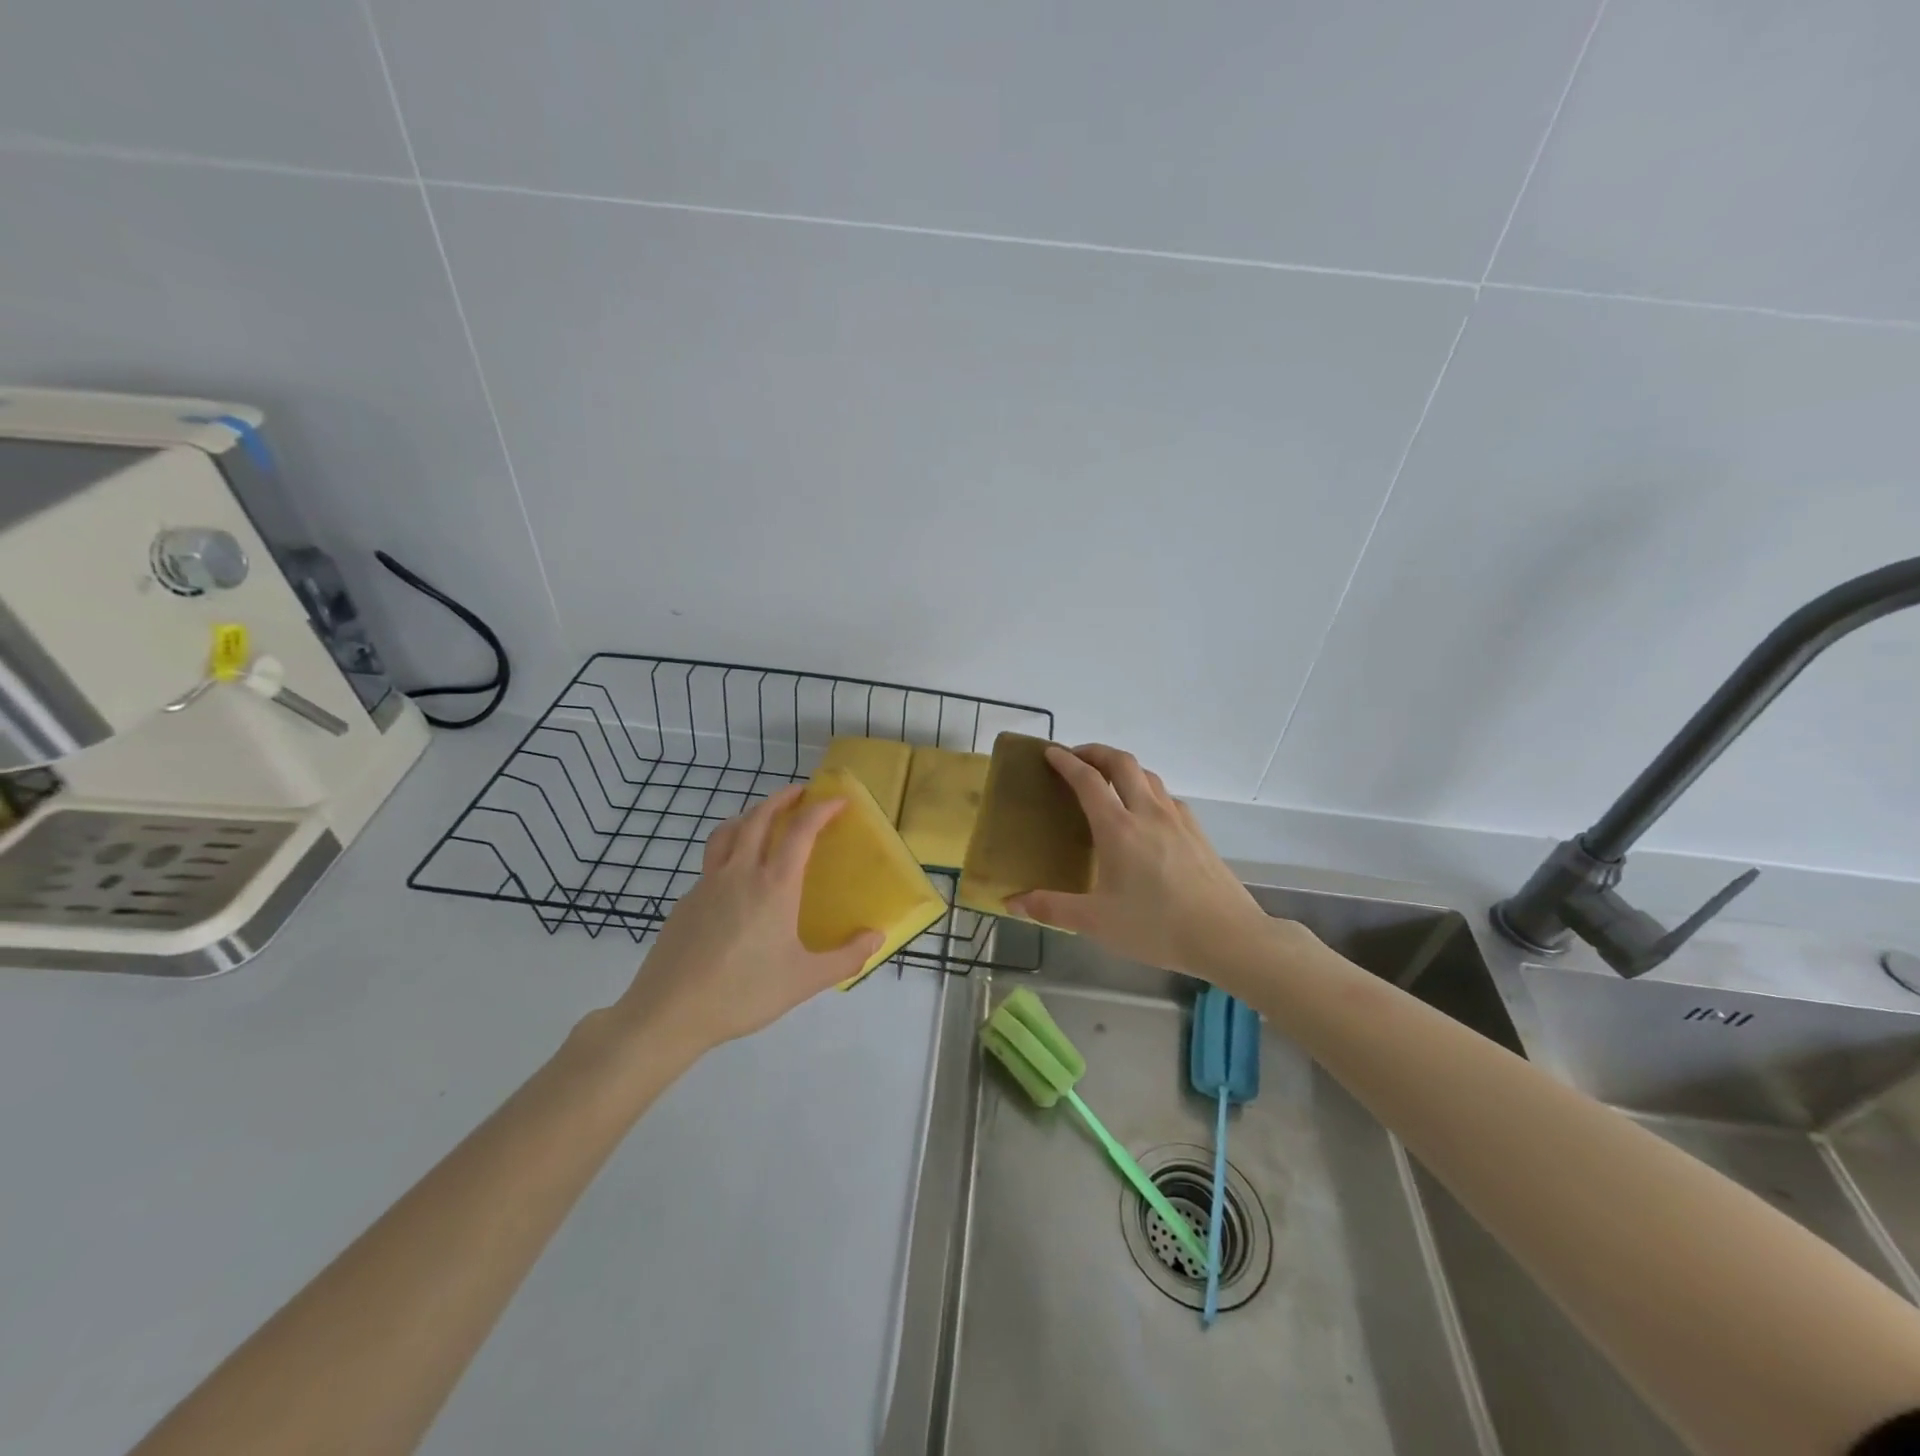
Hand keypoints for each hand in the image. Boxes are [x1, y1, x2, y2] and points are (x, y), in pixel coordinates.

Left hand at [611, 786, 882, 1054]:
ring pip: (729, 832)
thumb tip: (877, 936)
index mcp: (774, 885)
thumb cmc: (744, 993)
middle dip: (782, 799)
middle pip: (759, 817)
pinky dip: (729, 849)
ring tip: (763, 818)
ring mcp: (708, 883)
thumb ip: (846, 957)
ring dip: (750, 815)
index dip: (821, 809)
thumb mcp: (805, 980)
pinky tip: (736, 876)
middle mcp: (740, 872)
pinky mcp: (686, 900)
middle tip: (800, 793)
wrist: (670, 1011)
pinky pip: (712, 860)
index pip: (801, 831)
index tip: (838, 800)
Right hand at [1007, 745, 1277, 977]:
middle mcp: (1147, 813)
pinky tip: (1146, 813)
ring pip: (1148, 775)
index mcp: (1118, 828)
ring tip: (1108, 781)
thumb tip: (1012, 902)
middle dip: (1096, 752)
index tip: (1050, 752)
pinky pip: (1167, 797)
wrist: (1228, 936)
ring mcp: (1177, 820)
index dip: (1066, 762)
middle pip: (1122, 762)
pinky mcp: (1197, 832)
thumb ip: (1052, 908)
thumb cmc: (1157, 927)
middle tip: (1077, 757)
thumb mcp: (1097, 923)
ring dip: (1124, 768)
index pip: (1088, 780)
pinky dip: (1147, 790)